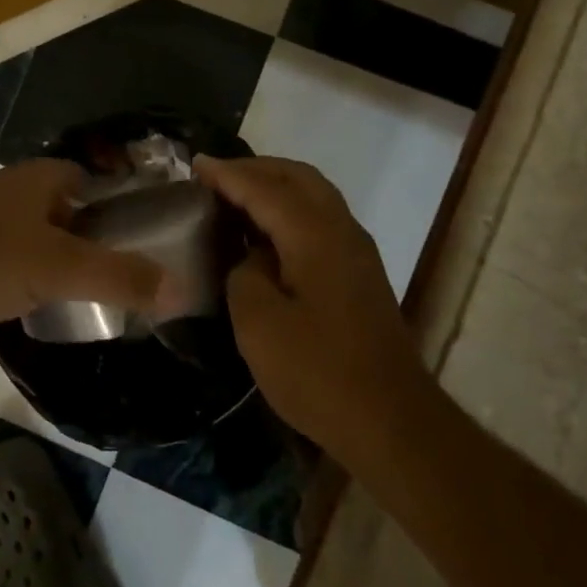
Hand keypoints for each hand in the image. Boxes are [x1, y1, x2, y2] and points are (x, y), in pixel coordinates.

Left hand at [0, 158, 189, 358]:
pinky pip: (9, 261)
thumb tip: (181, 290)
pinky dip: (29, 276)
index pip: (84, 175)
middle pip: (61, 206)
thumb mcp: (63, 269)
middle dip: (89, 231)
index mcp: (32, 179)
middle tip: (122, 265)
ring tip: (90, 289)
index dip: (113, 198)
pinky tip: (42, 304)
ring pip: (34, 235)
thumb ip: (122, 278)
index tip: (140, 229)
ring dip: (58, 256)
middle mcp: (6, 193)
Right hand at [195, 155, 425, 460]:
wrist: (392, 422)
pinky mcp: (360, 273)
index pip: (264, 188)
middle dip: (255, 169)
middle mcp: (341, 229)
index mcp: (314, 234)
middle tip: (215, 177)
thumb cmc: (319, 372)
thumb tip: (252, 258)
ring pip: (314, 194)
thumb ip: (244, 273)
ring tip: (237, 196)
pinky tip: (267, 232)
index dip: (227, 175)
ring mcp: (356, 250)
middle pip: (297, 177)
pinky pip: (321, 217)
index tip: (194, 165)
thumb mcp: (259, 323)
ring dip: (275, 186)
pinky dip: (290, 208)